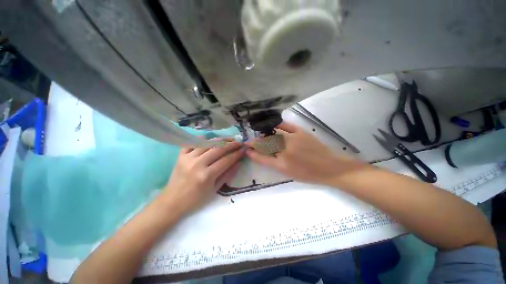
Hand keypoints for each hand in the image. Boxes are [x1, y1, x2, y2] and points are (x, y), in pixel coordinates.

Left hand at [160, 141, 244, 213]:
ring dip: (220, 140)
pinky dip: (200, 139)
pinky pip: (192, 143)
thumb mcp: (215, 190)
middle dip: (231, 145)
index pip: (226, 160)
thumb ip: (228, 175)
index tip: (244, 149)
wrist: (172, 202)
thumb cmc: (196, 199)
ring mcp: (188, 158)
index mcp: (207, 175)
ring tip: (229, 139)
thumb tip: (239, 163)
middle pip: (218, 149)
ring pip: (207, 143)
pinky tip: (208, 138)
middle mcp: (198, 164)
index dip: (237, 154)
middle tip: (239, 143)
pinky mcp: (180, 156)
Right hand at [246, 122, 361, 184]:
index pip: (262, 156)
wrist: (331, 167)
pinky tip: (274, 126)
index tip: (247, 148)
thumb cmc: (309, 174)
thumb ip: (272, 163)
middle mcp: (285, 150)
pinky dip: (278, 125)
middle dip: (257, 142)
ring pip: (273, 134)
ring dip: (265, 135)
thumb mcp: (288, 173)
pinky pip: (286, 125)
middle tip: (253, 142)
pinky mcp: (301, 131)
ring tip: (263, 136)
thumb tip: (260, 155)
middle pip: (266, 143)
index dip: (253, 152)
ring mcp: (293, 139)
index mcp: (282, 164)